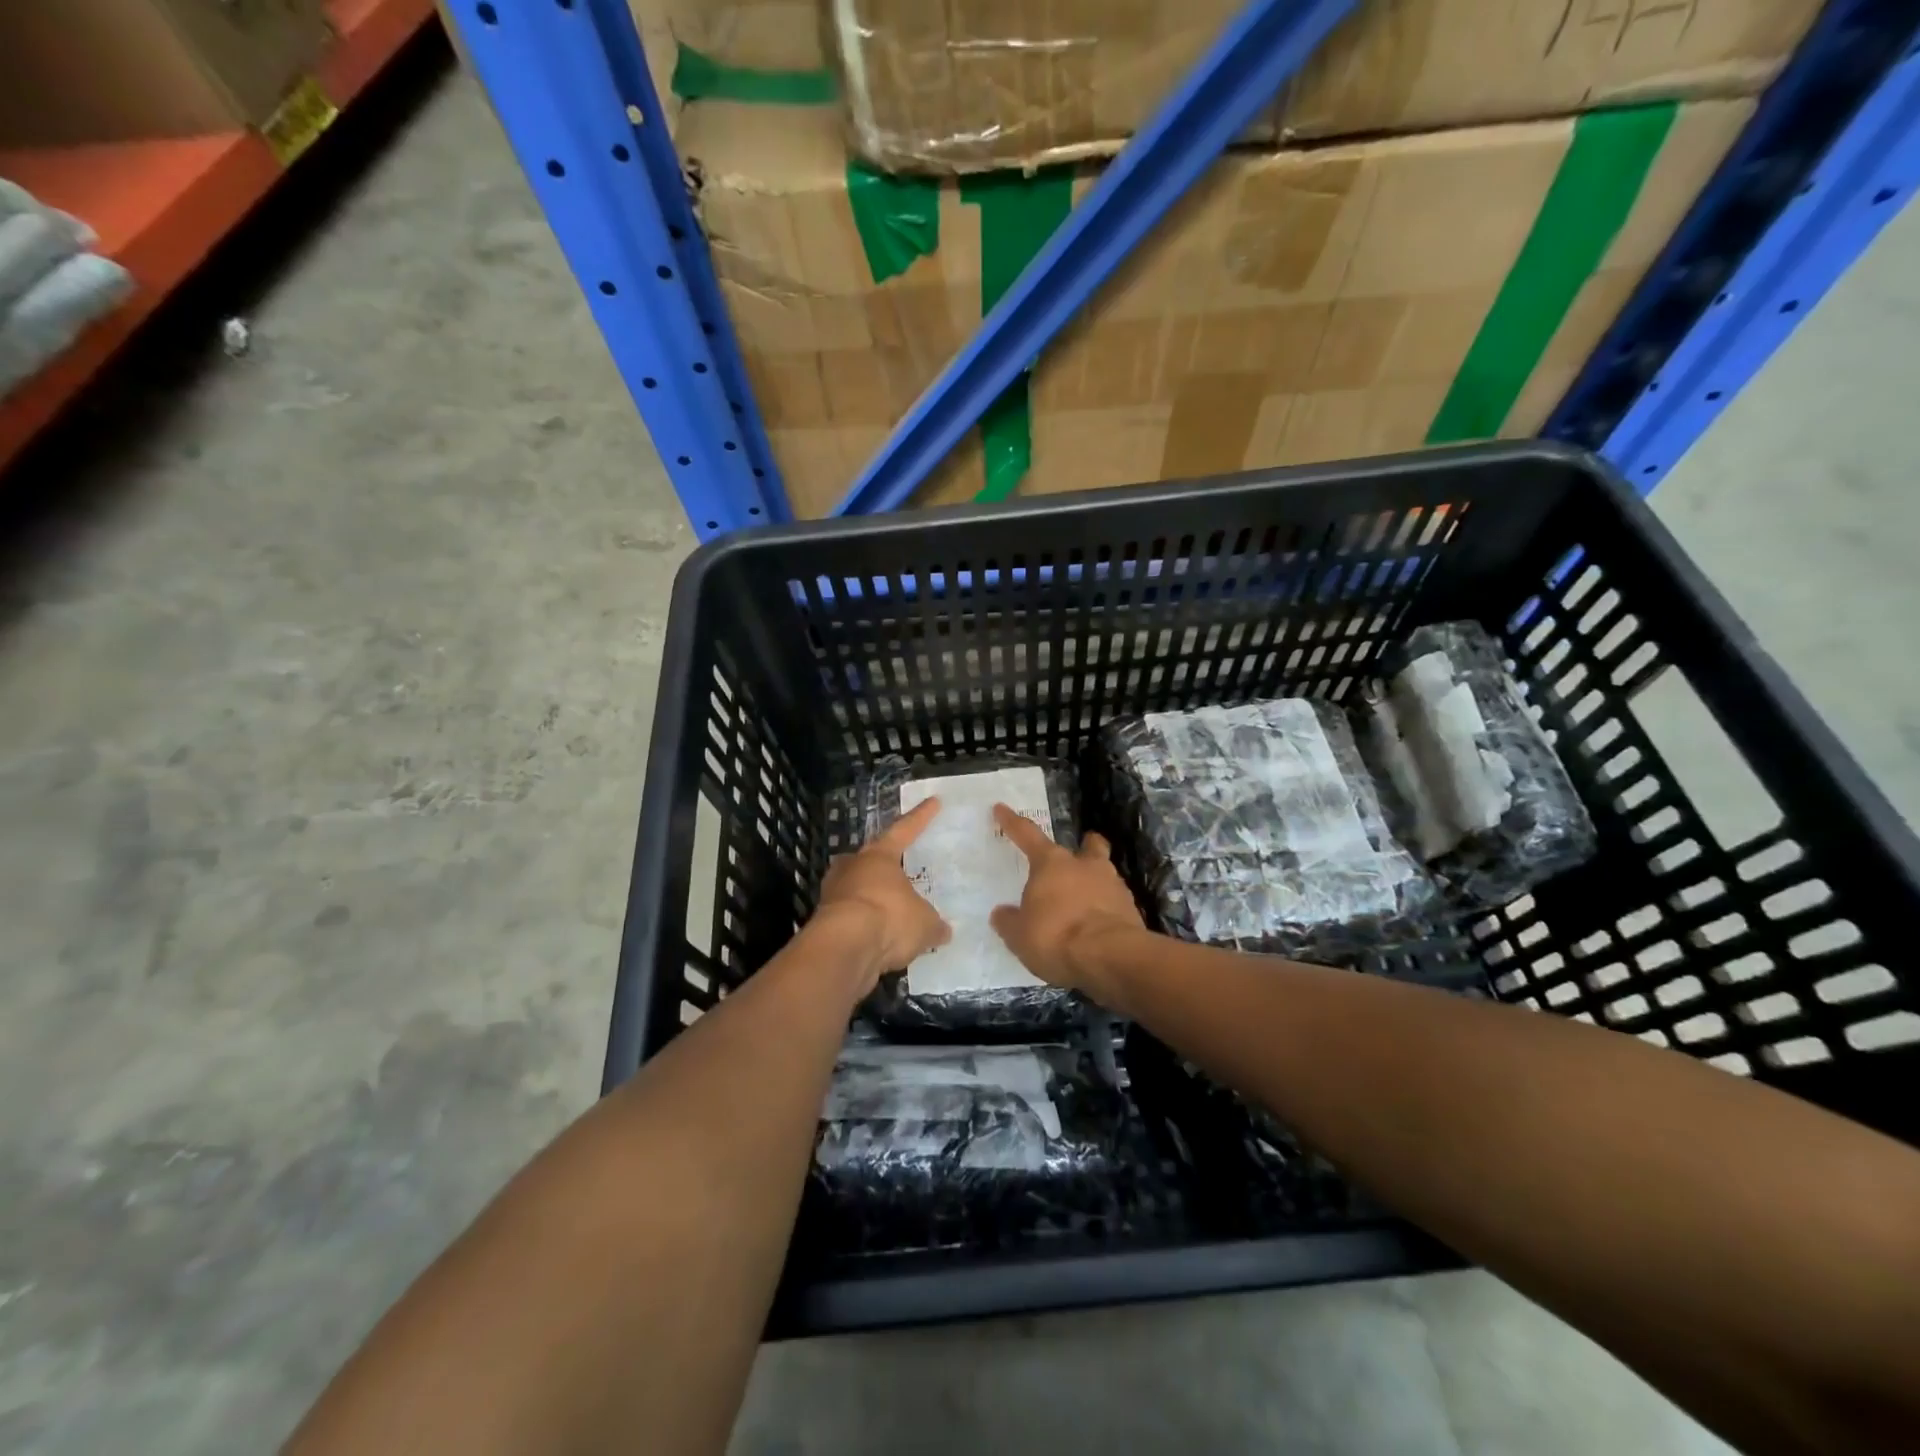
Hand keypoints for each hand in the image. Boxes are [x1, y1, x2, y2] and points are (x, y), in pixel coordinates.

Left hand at [813, 796, 950, 992]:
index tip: (933, 801)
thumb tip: (943, 930)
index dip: (921, 817)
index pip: (904, 830)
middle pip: (869, 857)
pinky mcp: (823, 922)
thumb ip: (933, 924)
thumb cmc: (889, 918)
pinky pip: (850, 917)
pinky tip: (877, 937)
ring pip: (855, 887)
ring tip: (888, 908)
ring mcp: (834, 893)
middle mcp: (853, 867)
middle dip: (882, 861)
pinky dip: (863, 924)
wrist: (843, 948)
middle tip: (896, 865)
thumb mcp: (924, 923)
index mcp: (879, 856)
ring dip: (870, 895)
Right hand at [989, 803, 1147, 999]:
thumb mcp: (1019, 935)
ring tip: (1085, 900)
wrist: (1110, 957)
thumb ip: (1010, 921)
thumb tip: (1002, 914)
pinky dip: (1106, 909)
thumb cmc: (1056, 936)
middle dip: (1085, 845)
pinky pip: (1115, 902)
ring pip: (1105, 873)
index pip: (1027, 835)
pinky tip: (1098, 926)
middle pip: (1088, 846)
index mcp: (1051, 863)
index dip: (1012, 822)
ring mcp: (1114, 886)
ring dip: (1096, 881)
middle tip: (1080, 851)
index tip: (1002, 808)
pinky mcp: (1131, 910)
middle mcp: (1085, 866)